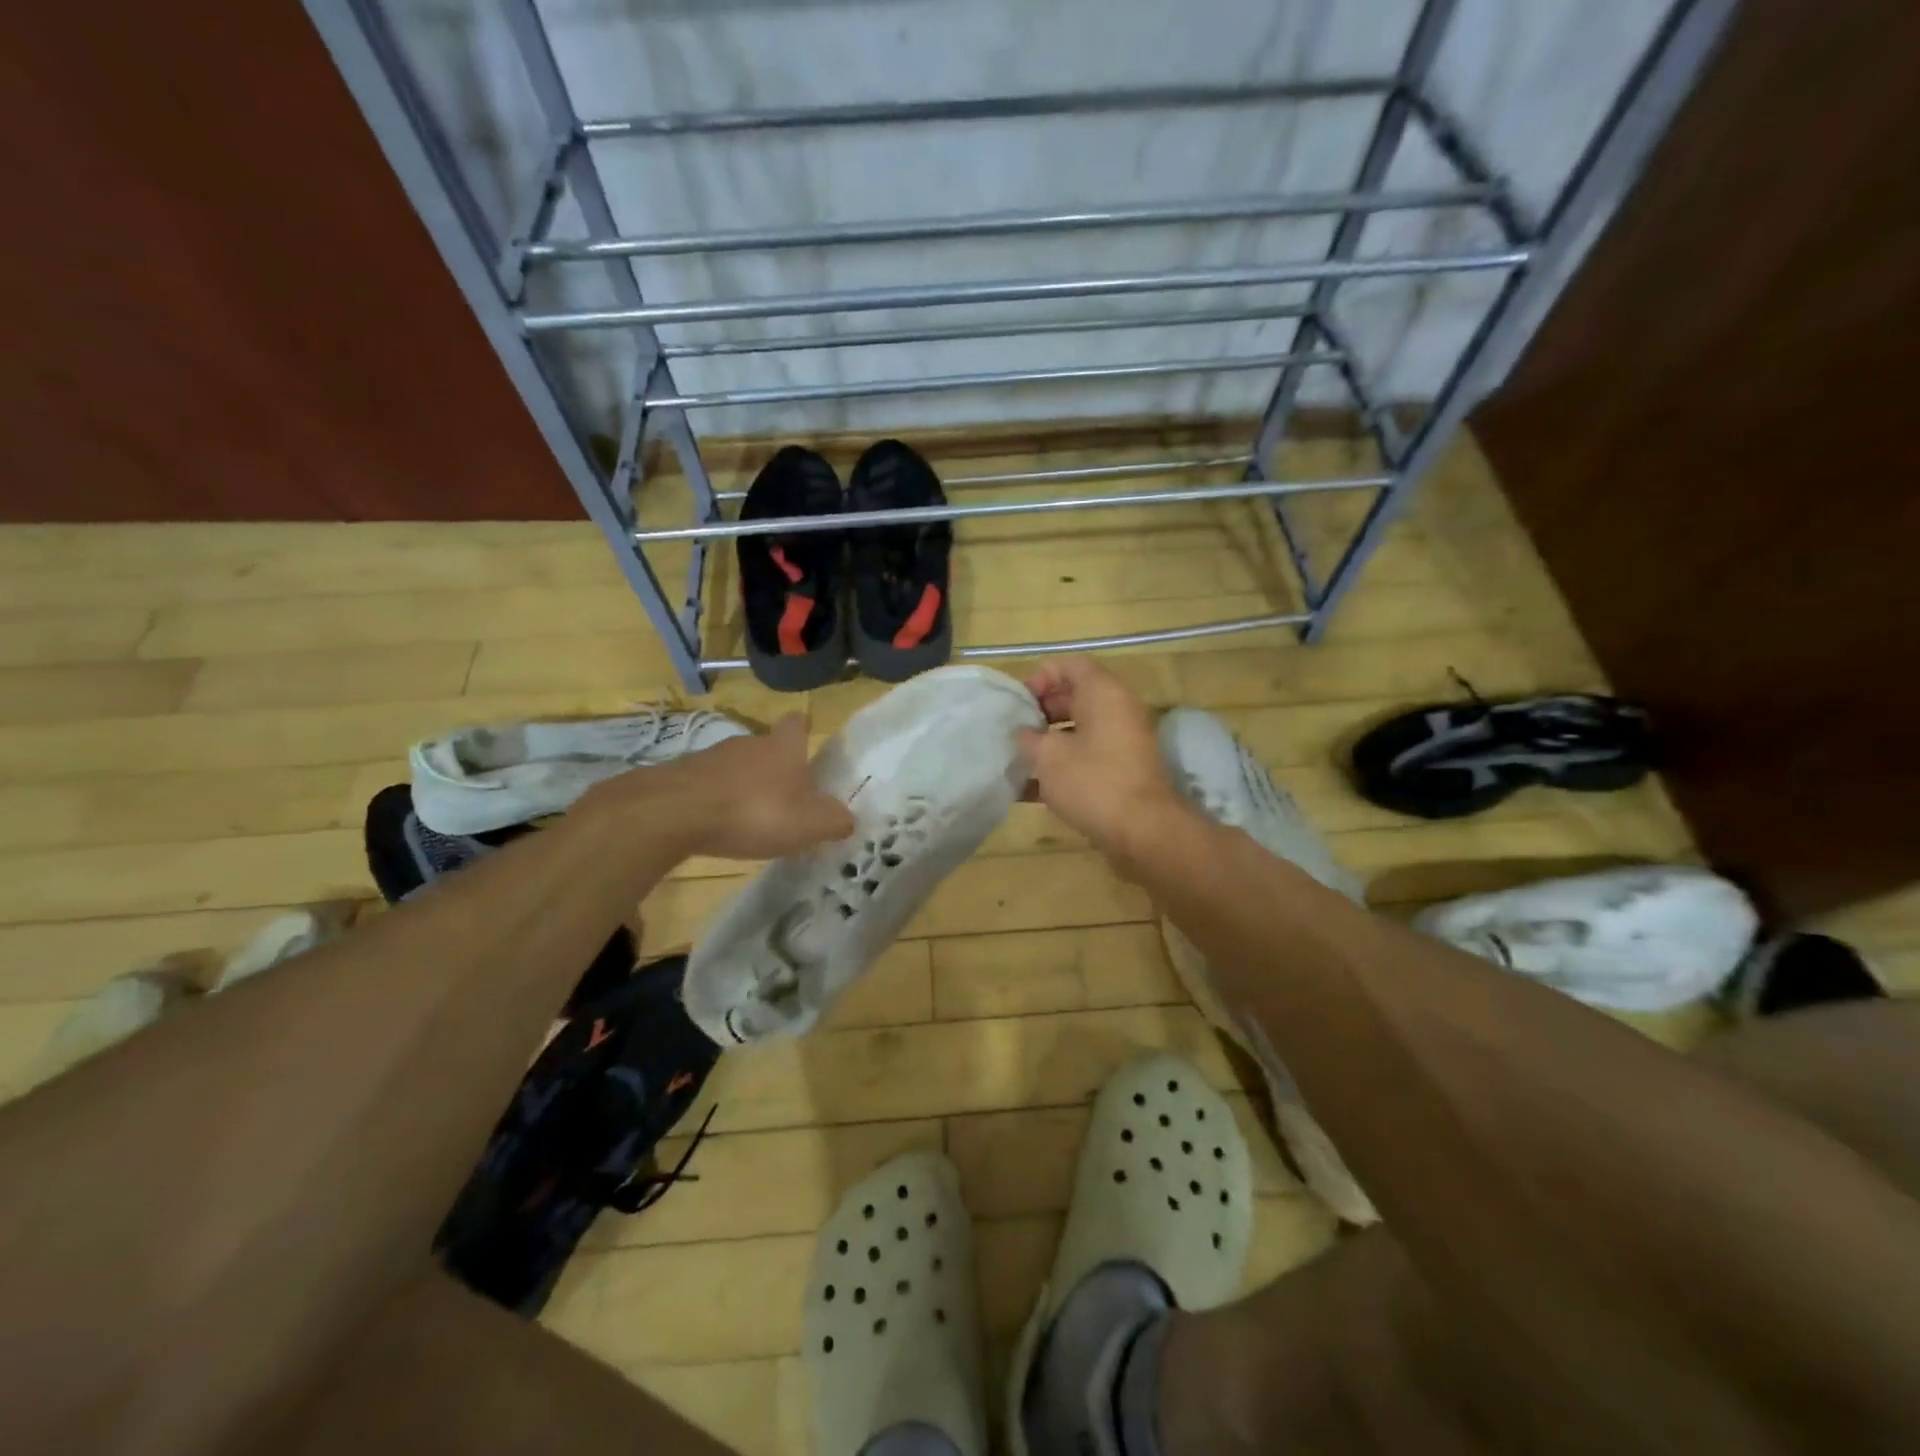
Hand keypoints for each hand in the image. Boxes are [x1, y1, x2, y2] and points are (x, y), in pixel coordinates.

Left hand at [590, 715, 853, 860]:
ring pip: (738, 767)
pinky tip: (719, 826)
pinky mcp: (683, 775)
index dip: (804, 733)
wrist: (674, 812)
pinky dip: (718, 801)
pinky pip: (710, 785)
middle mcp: (750, 742)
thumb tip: (847, 818)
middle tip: (787, 802)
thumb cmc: (754, 811)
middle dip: (778, 771)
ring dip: (746, 787)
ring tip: (752, 820)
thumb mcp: (808, 825)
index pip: (798, 724)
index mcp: (784, 747)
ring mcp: (712, 756)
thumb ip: (834, 821)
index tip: (808, 750)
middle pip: (769, 748)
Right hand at [1016, 657, 1183, 861]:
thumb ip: (1030, 738)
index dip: (1041, 677)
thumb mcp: (1048, 756)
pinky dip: (1062, 766)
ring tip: (1018, 757)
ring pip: (1080, 729)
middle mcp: (1118, 711)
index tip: (1018, 701)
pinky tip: (1030, 790)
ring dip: (1049, 740)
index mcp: (1104, 694)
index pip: (1070, 665)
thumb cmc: (1092, 781)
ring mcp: (1123, 743)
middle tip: (1015, 729)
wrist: (1142, 831)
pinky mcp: (1123, 772)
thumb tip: (1025, 734)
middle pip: (1076, 696)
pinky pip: (1087, 757)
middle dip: (1042, 710)